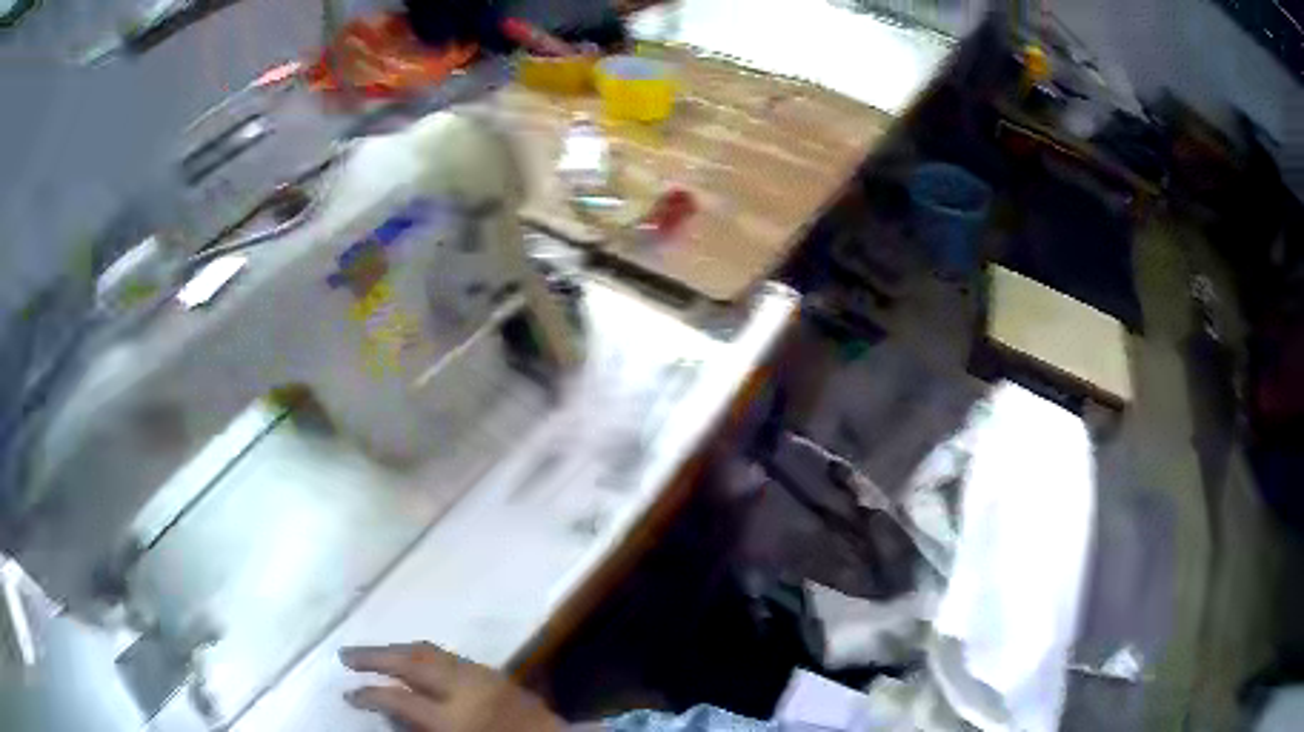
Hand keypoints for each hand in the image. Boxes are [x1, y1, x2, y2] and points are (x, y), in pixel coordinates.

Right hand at [340, 642, 564, 731]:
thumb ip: (420, 729)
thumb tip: (390, 712)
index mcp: (454, 718)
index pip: (398, 700)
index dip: (369, 696)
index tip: (348, 694)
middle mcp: (465, 688)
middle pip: (410, 661)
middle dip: (374, 656)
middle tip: (345, 656)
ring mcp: (481, 675)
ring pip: (429, 651)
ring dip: (397, 650)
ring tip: (373, 654)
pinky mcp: (494, 672)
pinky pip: (449, 655)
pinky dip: (424, 654)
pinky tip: (412, 659)